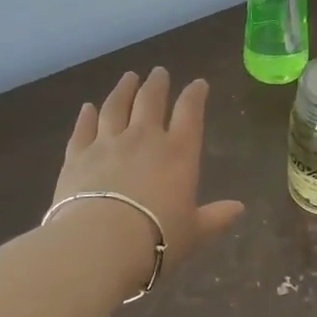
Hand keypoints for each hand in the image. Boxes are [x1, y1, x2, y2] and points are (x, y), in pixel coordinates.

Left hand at [53, 67, 244, 273]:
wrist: (99, 244)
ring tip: (128, 77)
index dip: (195, 94)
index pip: (190, 112)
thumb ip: (215, 217)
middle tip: (159, 72)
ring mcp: (108, 143)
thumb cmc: (156, 238)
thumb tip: (239, 209)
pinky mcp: (77, 156)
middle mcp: (144, 138)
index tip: (198, 83)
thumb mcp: (194, 232)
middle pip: (150, 101)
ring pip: (116, 107)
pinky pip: (83, 129)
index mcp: (179, 152)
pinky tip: (88, 107)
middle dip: (157, 84)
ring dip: (123, 90)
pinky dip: (86, 116)